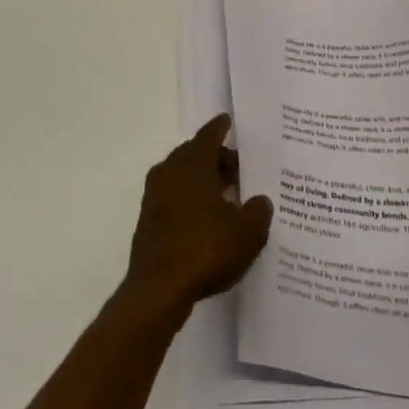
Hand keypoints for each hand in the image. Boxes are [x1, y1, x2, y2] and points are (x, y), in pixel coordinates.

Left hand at [123, 116, 273, 320]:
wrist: (159, 288)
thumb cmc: (206, 248)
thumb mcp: (247, 232)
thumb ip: (258, 211)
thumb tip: (260, 200)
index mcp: (192, 163)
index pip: (209, 135)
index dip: (220, 127)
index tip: (228, 120)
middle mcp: (170, 170)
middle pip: (196, 154)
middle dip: (218, 159)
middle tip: (240, 167)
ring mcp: (155, 195)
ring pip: (184, 176)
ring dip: (205, 180)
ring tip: (230, 194)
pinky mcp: (149, 219)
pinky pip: (176, 197)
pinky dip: (193, 199)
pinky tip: (210, 218)